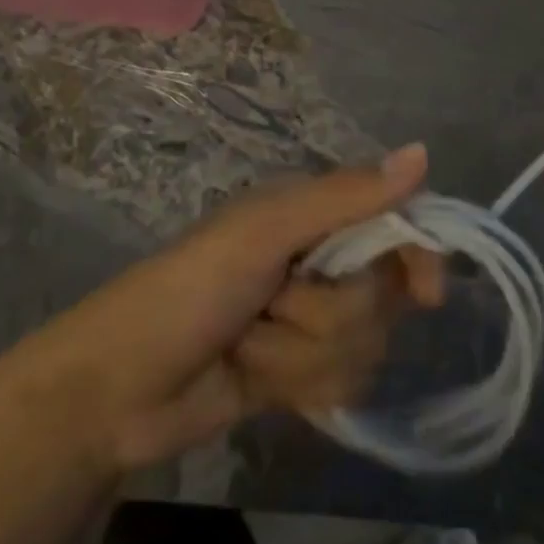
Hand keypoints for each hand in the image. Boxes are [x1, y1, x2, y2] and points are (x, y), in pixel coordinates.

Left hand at [0, 147, 443, 472]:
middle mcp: (321, 261)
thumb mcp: (266, 232)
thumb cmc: (189, 289)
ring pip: (363, 346)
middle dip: (328, 313)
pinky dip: (299, 386)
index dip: (416, 255)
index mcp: (314, 213)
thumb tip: (424, 153)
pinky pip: (342, 384)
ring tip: (249, 345)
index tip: (427, 294)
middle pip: (382, 296)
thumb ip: (346, 198)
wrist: (117, 391)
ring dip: (301, 354)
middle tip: (275, 304)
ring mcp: (310, 322)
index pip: (396, 224)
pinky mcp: (300, 374)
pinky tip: (256, 380)